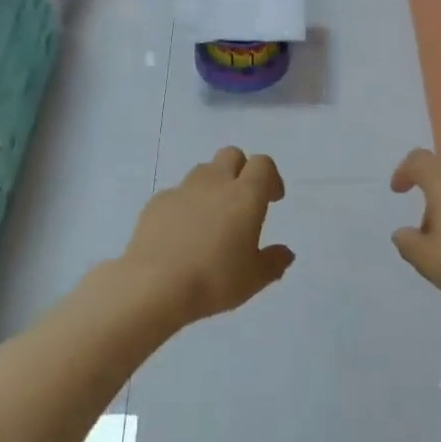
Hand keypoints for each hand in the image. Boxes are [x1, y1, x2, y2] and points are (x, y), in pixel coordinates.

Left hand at [118, 147, 294, 327]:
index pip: (263, 164)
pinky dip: (185, 205)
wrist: (155, 286)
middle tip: (242, 201)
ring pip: (203, 171)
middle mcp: (214, 184)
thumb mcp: (254, 279)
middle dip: (241, 170)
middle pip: (231, 155)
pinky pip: (177, 194)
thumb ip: (273, 262)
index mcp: (245, 196)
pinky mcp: (156, 202)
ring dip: (212, 185)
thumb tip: (285, 253)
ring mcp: (182, 190)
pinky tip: (181, 234)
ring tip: (211, 218)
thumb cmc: (214, 281)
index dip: (271, 177)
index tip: (272, 199)